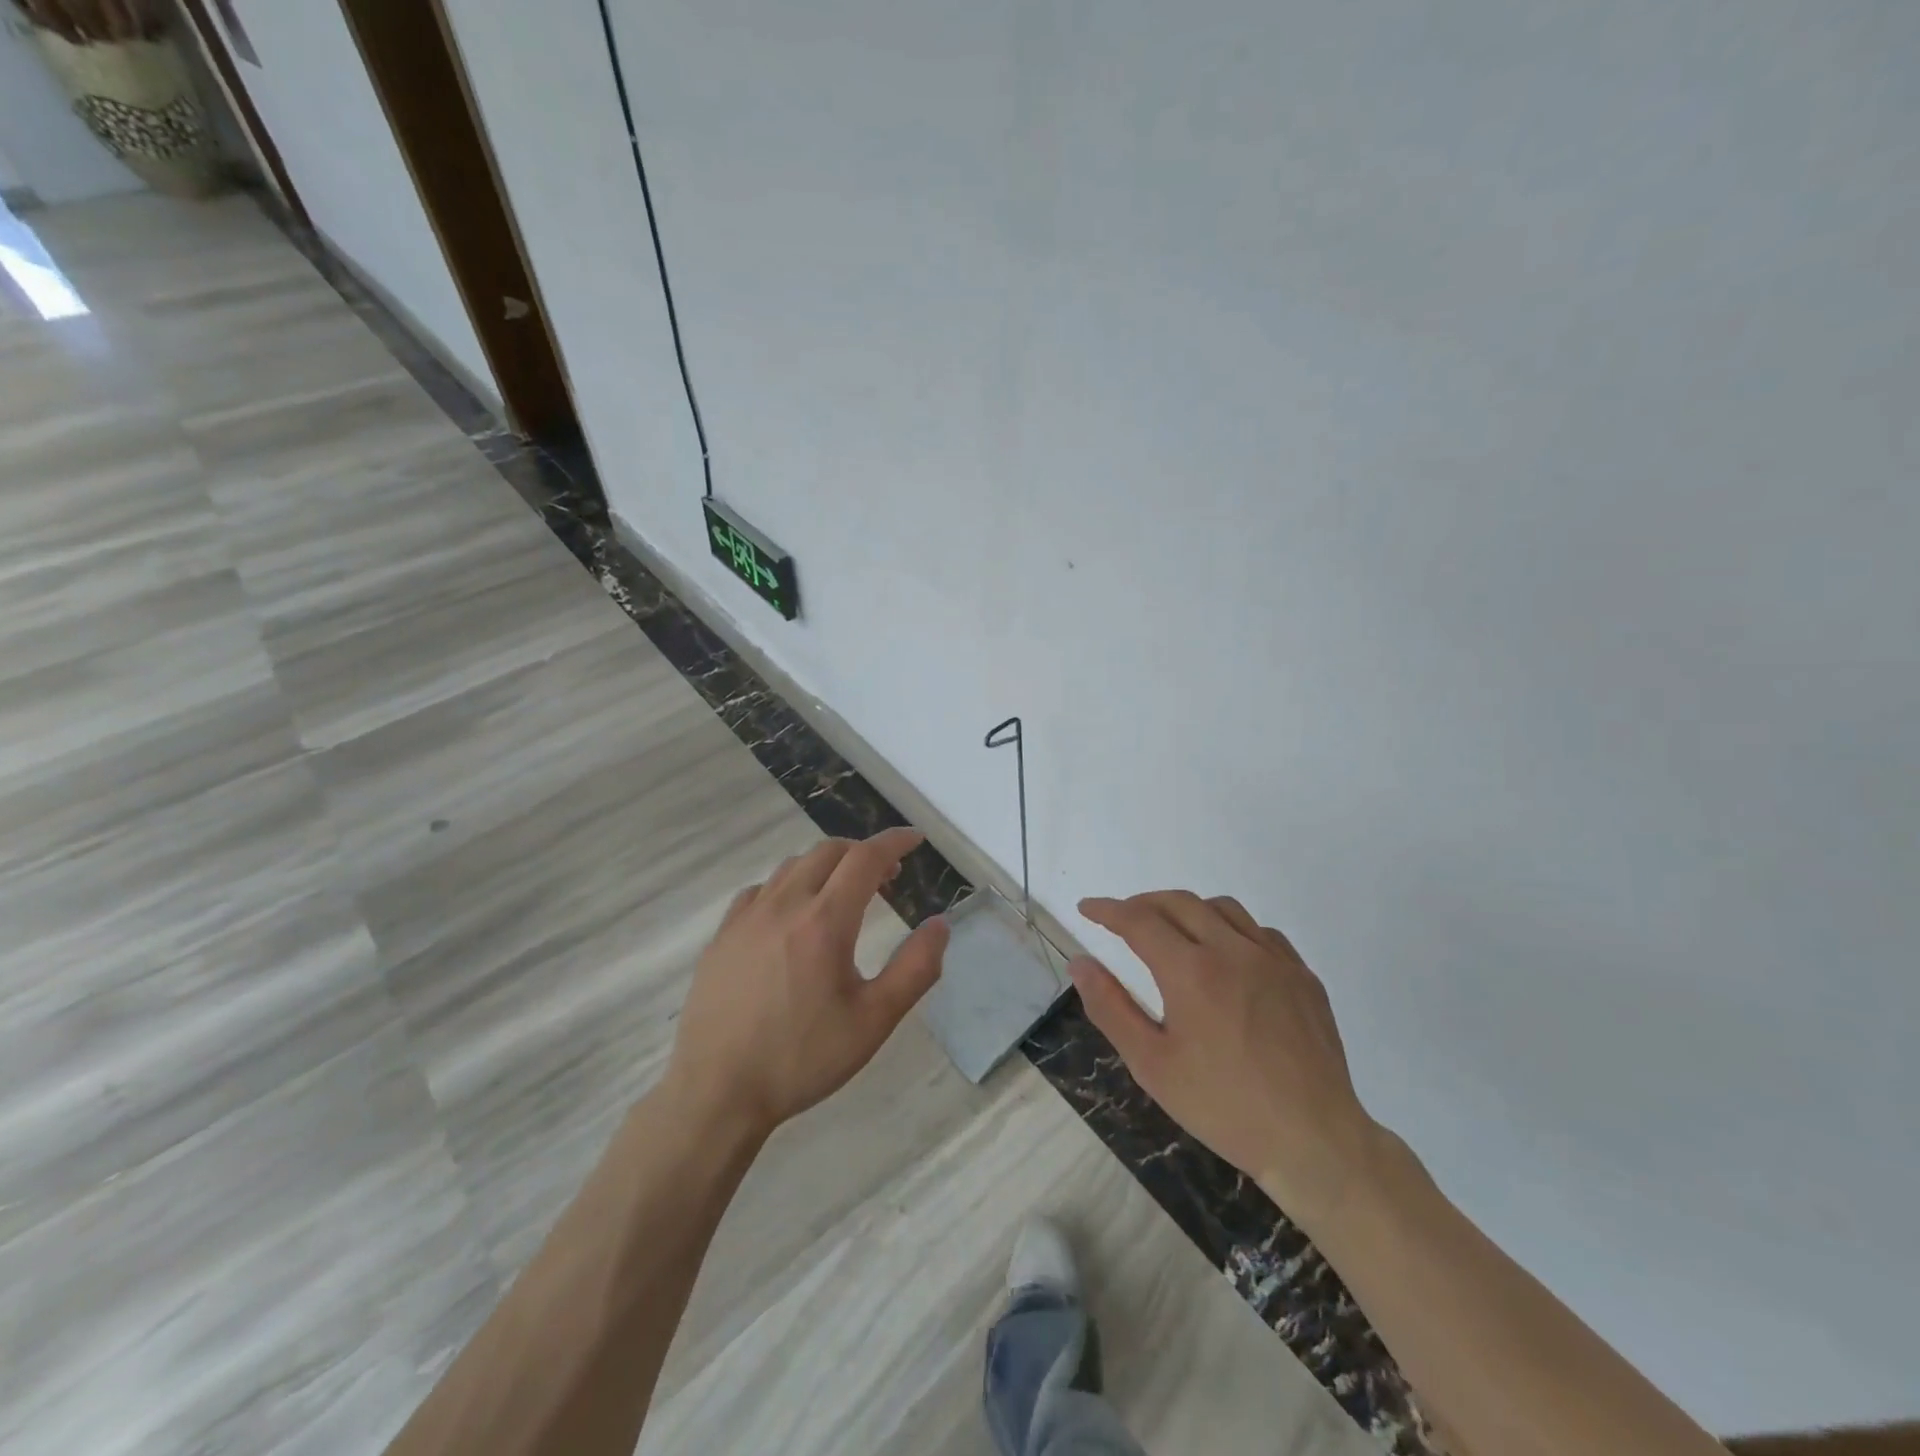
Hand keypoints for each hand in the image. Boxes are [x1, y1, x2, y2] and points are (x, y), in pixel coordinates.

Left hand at [665, 827, 949, 1138]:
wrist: (716, 1093)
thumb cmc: (802, 1059)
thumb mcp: (873, 1021)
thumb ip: (915, 969)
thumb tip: (940, 924)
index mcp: (825, 922)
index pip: (865, 858)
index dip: (894, 842)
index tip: (915, 839)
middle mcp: (784, 906)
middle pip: (828, 852)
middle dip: (863, 853)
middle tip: (886, 877)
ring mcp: (746, 918)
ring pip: (792, 867)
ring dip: (826, 866)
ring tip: (842, 894)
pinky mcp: (722, 936)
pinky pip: (759, 890)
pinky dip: (787, 886)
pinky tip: (791, 916)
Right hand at [1071, 891, 1380, 1226]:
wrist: (1314, 1141)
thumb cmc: (1223, 1107)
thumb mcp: (1151, 1065)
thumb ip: (1110, 1007)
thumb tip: (1080, 962)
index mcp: (1191, 971)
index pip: (1138, 920)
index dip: (1107, 910)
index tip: (1087, 908)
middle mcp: (1233, 950)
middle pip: (1178, 902)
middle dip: (1142, 903)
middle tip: (1122, 919)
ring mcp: (1274, 959)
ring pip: (1222, 907)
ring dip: (1187, 909)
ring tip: (1171, 931)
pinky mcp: (1302, 975)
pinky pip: (1259, 931)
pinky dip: (1231, 928)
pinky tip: (1226, 954)